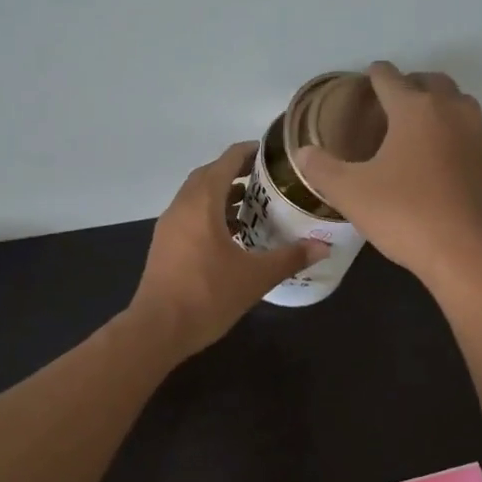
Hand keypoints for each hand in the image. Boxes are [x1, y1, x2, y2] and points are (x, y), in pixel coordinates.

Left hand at [129, 142, 329, 359]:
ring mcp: (169, 226)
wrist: (158, 329)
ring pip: (196, 196)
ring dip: (221, 194)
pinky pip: (189, 215)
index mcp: (202, 203)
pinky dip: (209, 214)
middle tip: (266, 180)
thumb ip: (290, 258)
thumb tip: (324, 246)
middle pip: (208, 175)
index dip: (248, 152)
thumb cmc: (207, 295)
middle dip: (235, 172)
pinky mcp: (164, 245)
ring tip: (252, 206)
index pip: (226, 161)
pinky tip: (231, 236)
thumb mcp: (255, 277)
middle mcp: (181, 206)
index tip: (272, 154)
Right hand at [294, 62, 481, 292]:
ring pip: (456, 103)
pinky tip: (437, 159)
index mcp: (415, 108)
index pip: (389, 77)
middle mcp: (451, 110)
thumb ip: (322, 168)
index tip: (363, 81)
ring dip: (435, 104)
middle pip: (430, 81)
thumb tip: (302, 152)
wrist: (472, 255)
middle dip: (408, 84)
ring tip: (413, 127)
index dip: (373, 76)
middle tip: (387, 104)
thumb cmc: (407, 216)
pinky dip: (452, 131)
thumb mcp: (351, 194)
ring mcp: (479, 135)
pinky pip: (469, 131)